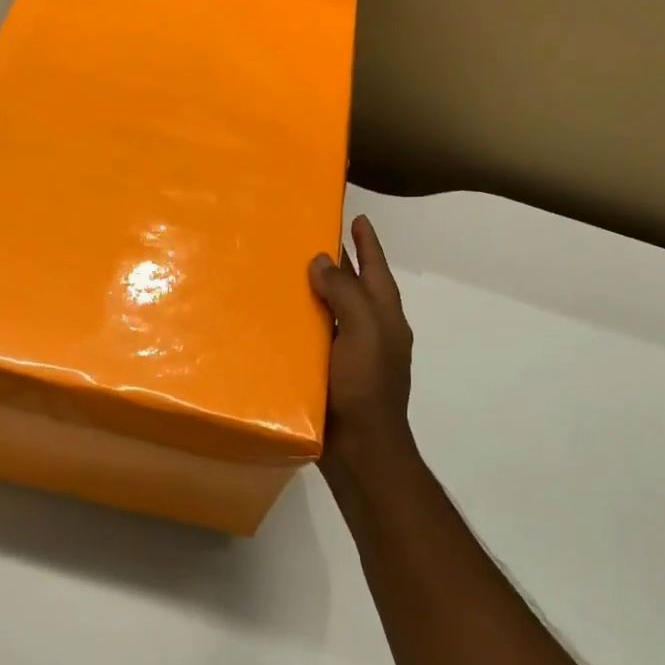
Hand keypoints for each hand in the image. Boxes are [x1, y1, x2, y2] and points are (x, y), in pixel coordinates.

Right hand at [309, 215, 415, 471]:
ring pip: (334, 308)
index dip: (368, 243)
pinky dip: (303, 318)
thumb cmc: (366, 386)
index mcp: (385, 317)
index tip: (358, 216)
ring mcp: (351, 352)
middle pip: (355, 285)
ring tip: (290, 267)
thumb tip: (323, 261)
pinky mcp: (329, 371)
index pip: (376, 269)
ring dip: (318, 288)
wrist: (360, 448)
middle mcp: (371, 330)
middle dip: (341, 261)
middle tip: (314, 235)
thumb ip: (346, 293)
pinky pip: (316, 333)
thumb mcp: (364, 332)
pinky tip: (279, 315)